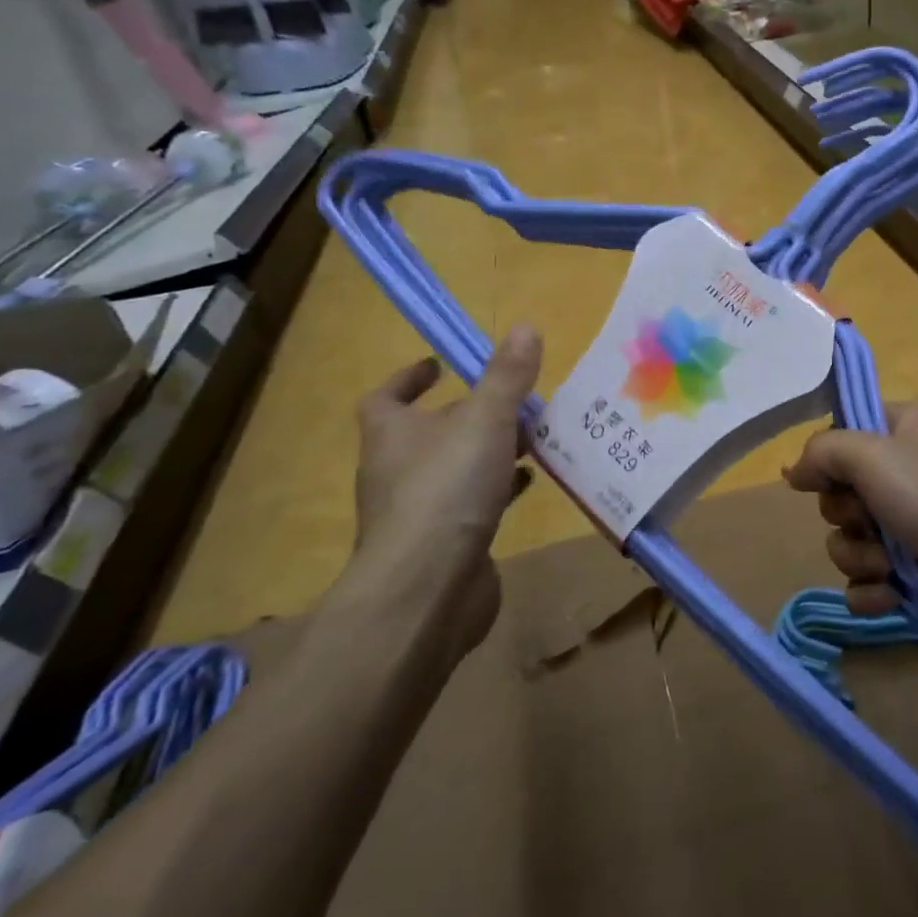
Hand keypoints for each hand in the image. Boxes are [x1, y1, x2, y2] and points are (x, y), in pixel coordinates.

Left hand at [348, 326, 542, 648]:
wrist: (427, 589)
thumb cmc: (447, 490)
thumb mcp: (484, 420)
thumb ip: (506, 377)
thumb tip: (525, 327)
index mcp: (392, 434)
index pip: (386, 397)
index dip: (410, 378)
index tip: (441, 364)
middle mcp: (396, 470)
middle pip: (428, 433)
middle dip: (467, 415)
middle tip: (511, 403)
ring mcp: (416, 513)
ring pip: (454, 470)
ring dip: (487, 454)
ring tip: (531, 440)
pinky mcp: (442, 546)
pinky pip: (470, 507)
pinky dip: (496, 492)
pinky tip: (526, 487)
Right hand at [784, 403, 917, 649]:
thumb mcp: (873, 455)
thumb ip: (824, 450)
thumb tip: (795, 470)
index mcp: (905, 429)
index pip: (845, 432)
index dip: (828, 458)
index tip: (822, 480)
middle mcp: (908, 471)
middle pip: (841, 492)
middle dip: (847, 517)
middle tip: (871, 522)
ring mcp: (914, 524)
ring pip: (850, 539)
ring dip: (860, 557)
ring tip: (889, 566)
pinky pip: (868, 580)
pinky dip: (873, 590)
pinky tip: (889, 596)